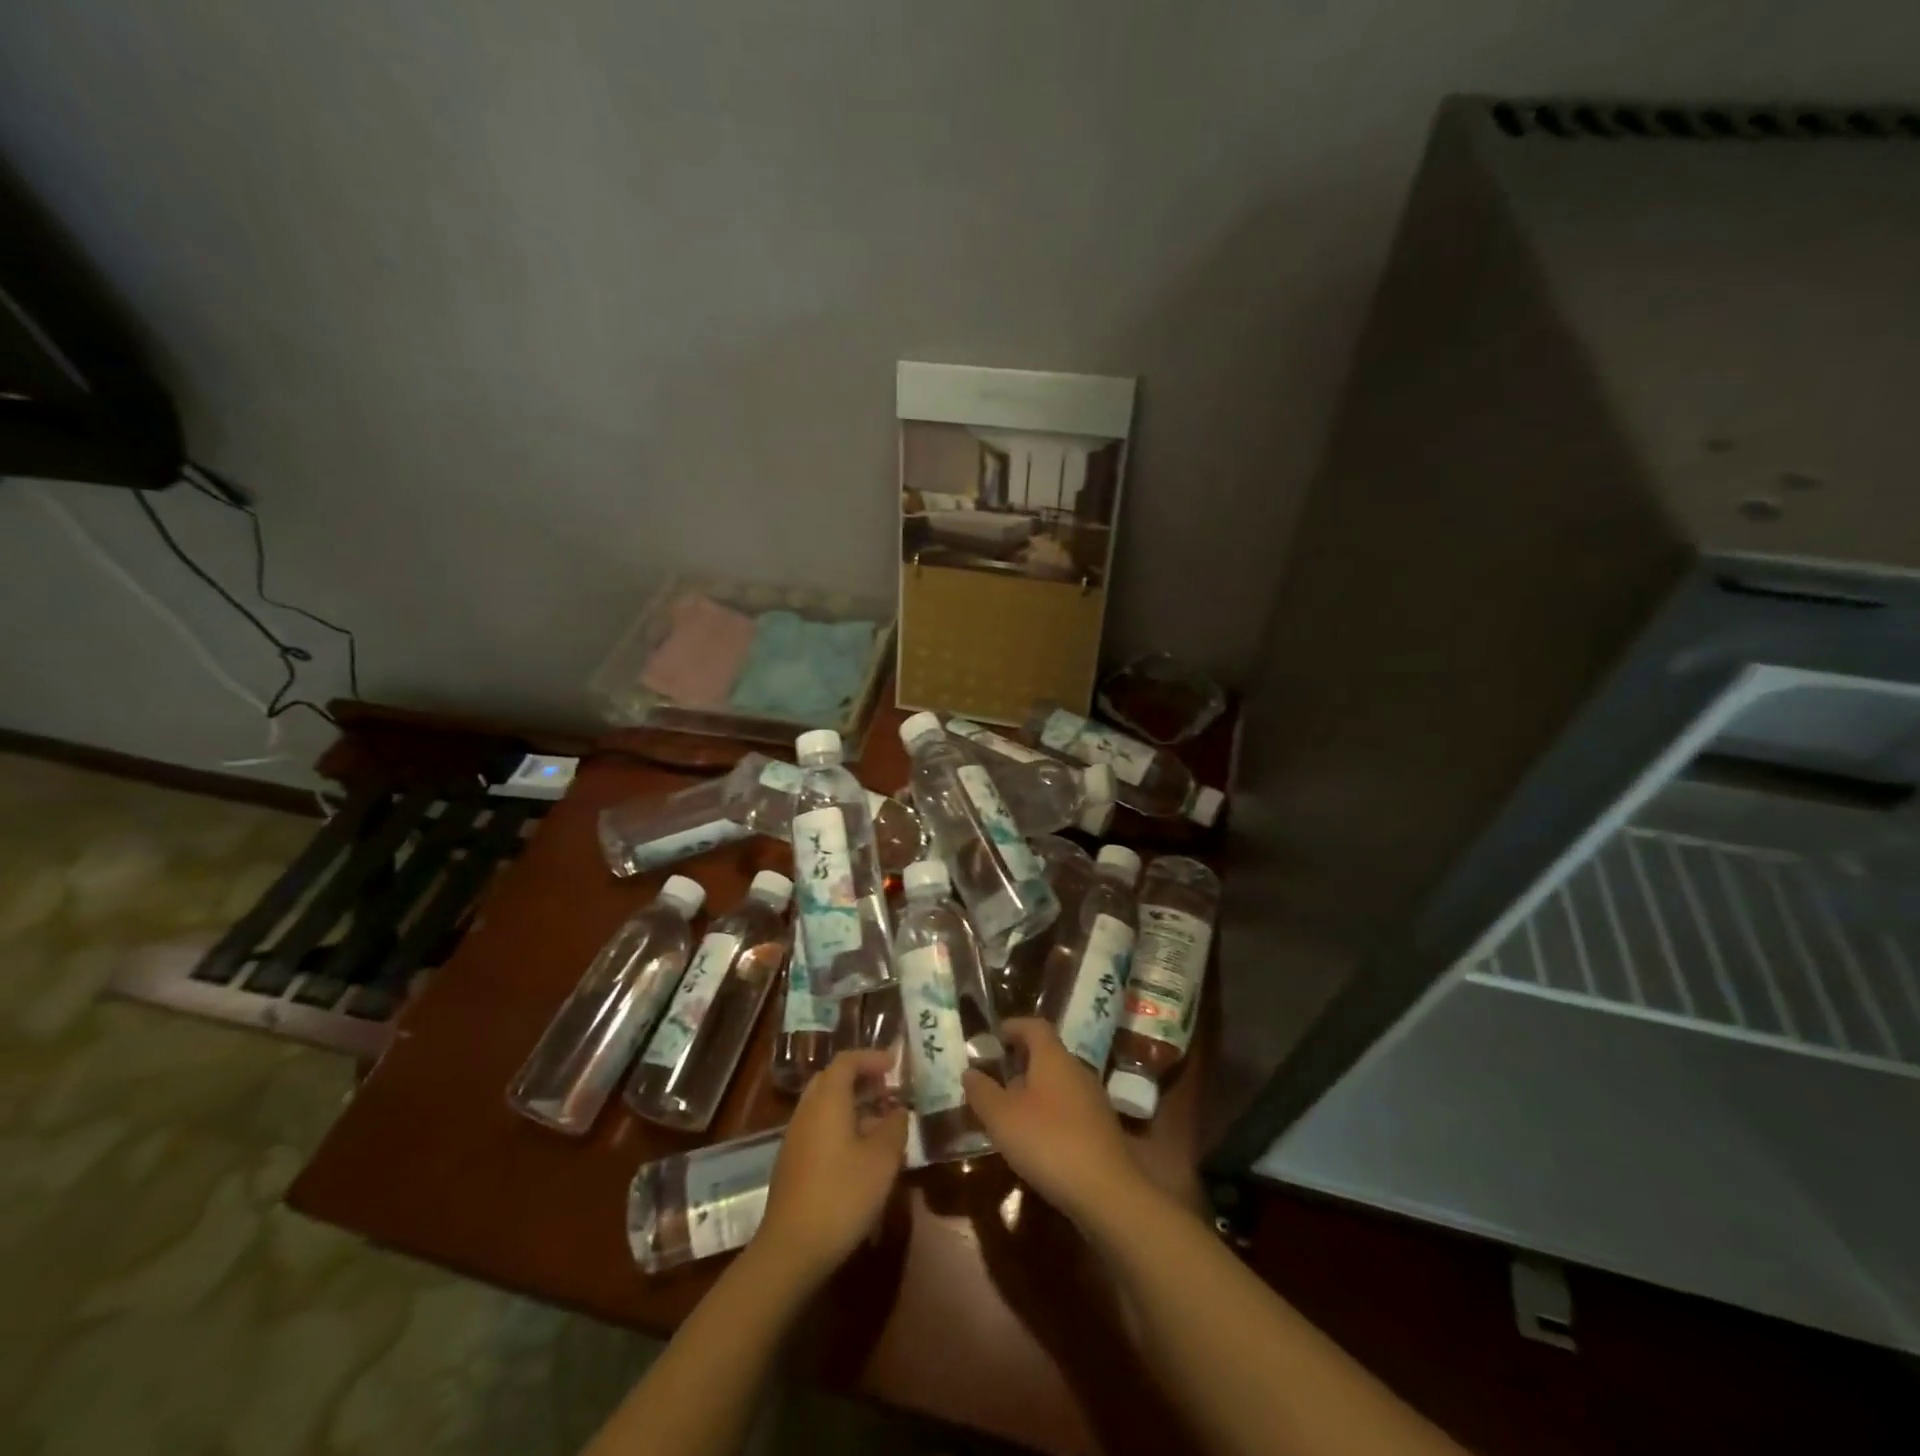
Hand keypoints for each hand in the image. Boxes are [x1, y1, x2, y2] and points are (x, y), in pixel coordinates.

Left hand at [757, 1049, 907, 1280]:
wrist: (791, 1249)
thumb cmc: (842, 1195)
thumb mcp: (882, 1160)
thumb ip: (894, 1127)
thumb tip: (898, 1110)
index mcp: (827, 1100)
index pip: (847, 1060)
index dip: (871, 1058)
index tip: (894, 1065)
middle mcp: (807, 1110)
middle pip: (832, 1079)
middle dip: (860, 1078)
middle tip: (887, 1090)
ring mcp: (795, 1137)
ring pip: (824, 1105)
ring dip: (851, 1104)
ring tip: (879, 1122)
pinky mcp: (791, 1163)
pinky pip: (818, 1127)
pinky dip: (840, 1125)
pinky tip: (859, 1152)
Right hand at [964, 1019, 1148, 1227]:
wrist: (1107, 1192)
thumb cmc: (1048, 1142)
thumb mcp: (1002, 1117)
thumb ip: (982, 1092)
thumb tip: (969, 1071)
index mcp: (1054, 1057)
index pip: (1034, 1026)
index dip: (1013, 1026)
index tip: (994, 1035)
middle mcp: (1077, 1070)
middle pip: (1047, 1054)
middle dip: (1020, 1061)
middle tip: (995, 1076)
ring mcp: (1093, 1100)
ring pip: (1058, 1083)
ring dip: (1034, 1090)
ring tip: (1009, 1110)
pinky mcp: (1100, 1129)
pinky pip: (1068, 1107)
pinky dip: (1049, 1112)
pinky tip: (1035, 1138)